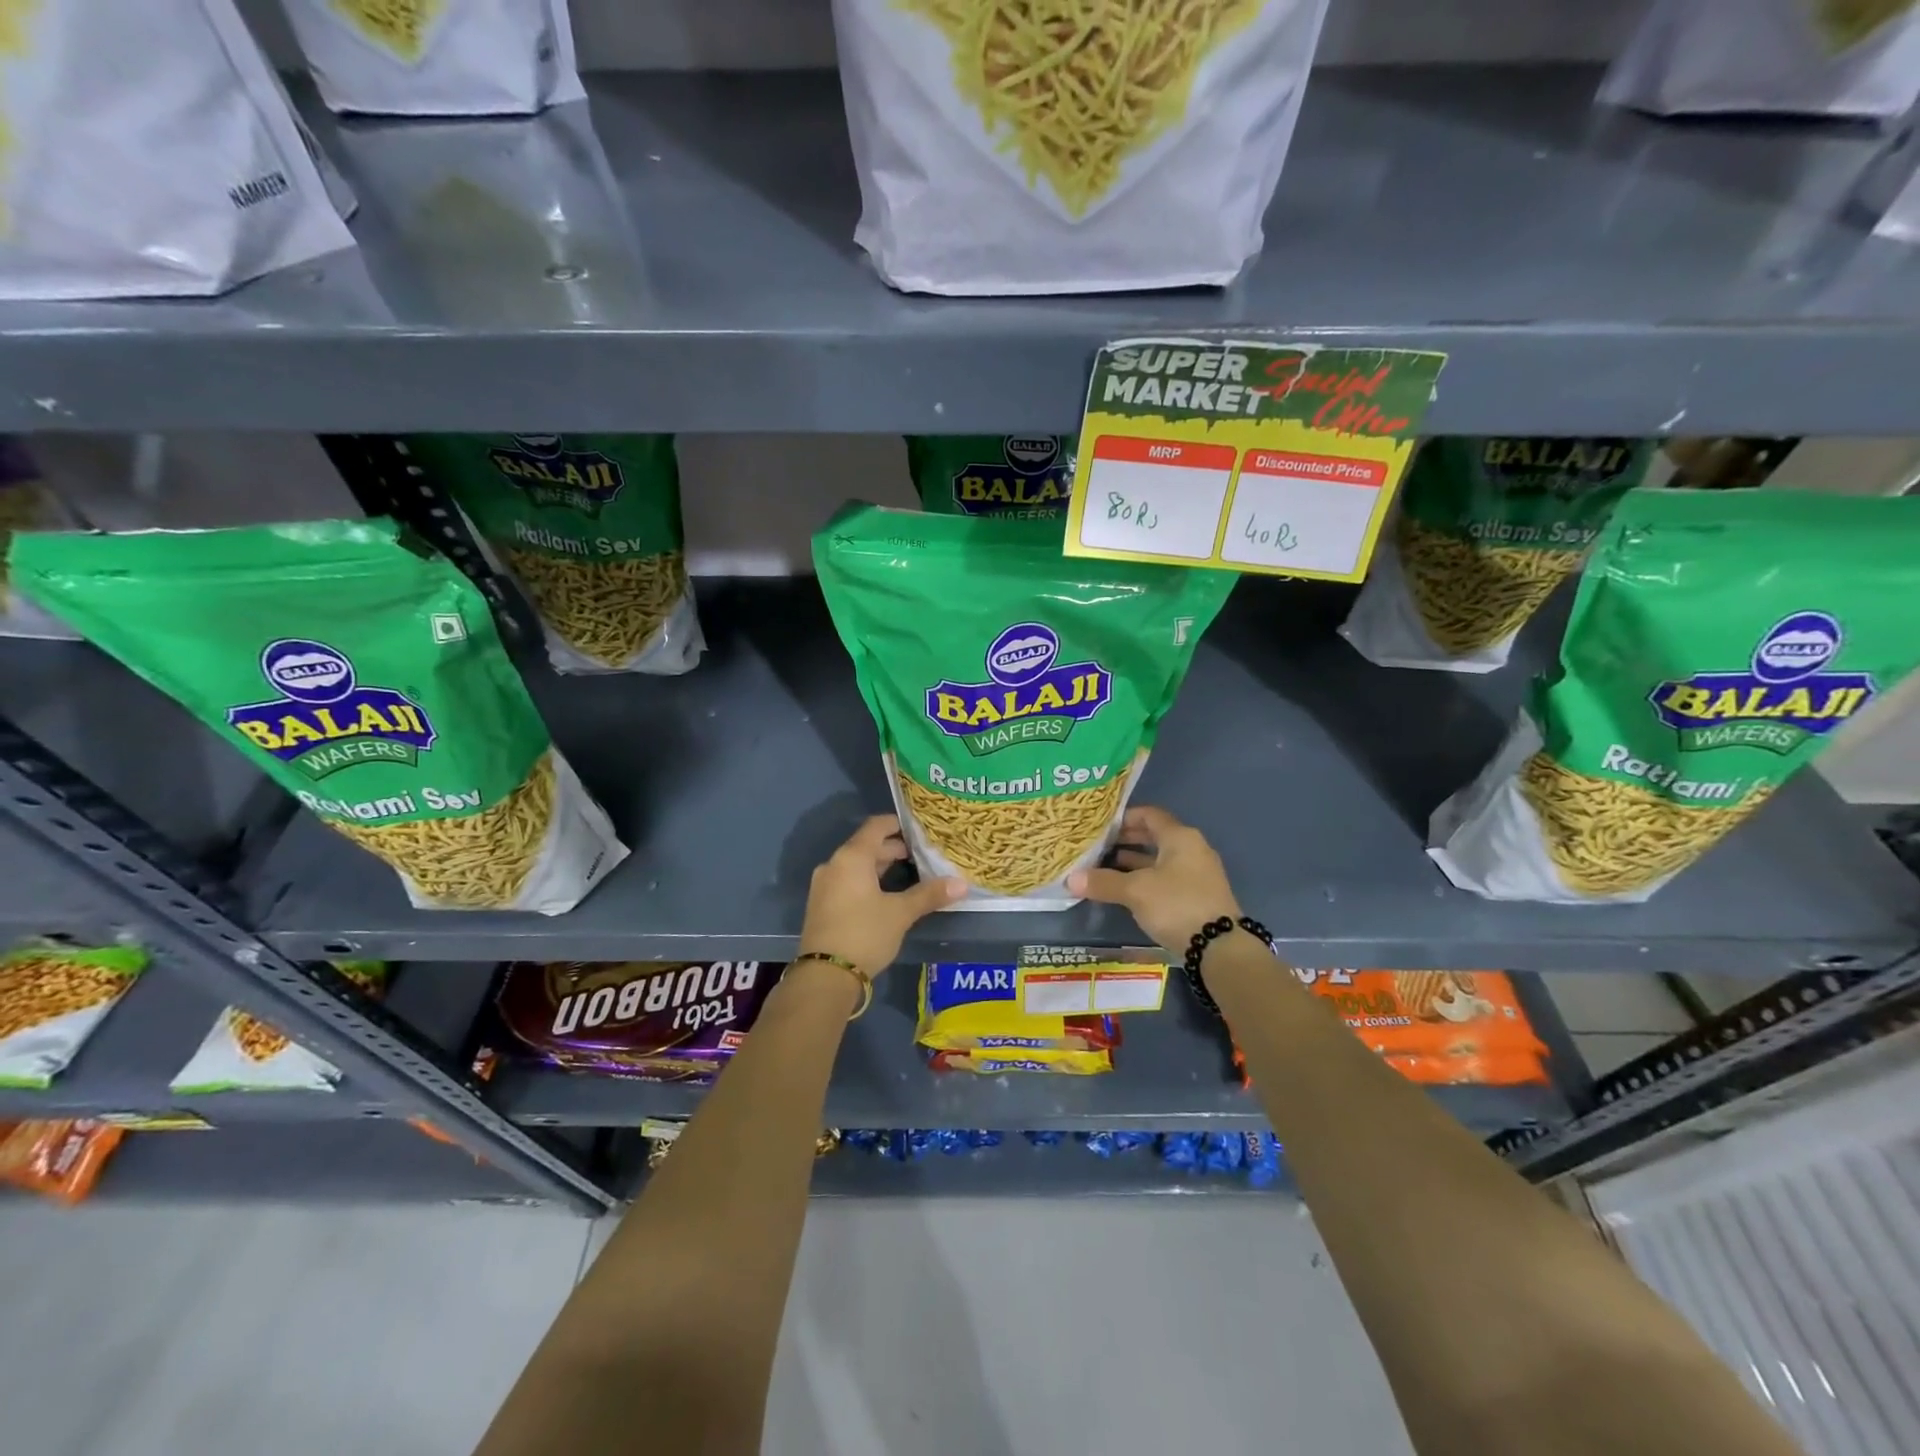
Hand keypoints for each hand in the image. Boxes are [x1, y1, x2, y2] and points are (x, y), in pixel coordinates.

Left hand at [797, 816, 965, 979]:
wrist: (825, 977)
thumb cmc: (865, 934)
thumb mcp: (901, 913)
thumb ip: (929, 895)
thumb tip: (962, 884)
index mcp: (851, 857)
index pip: (876, 826)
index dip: (897, 824)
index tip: (919, 829)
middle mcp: (834, 865)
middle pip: (866, 846)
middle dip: (893, 849)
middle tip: (921, 856)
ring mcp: (824, 885)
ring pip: (857, 866)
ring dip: (881, 867)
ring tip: (909, 874)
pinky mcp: (822, 905)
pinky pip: (848, 881)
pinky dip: (867, 881)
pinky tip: (886, 895)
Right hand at [1067, 805, 1239, 953]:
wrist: (1219, 948)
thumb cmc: (1176, 905)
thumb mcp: (1135, 891)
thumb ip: (1103, 882)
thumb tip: (1070, 879)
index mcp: (1180, 837)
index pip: (1149, 815)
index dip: (1124, 817)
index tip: (1100, 826)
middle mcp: (1191, 849)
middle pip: (1154, 836)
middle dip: (1125, 841)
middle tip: (1097, 846)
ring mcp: (1196, 873)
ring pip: (1159, 859)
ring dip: (1133, 862)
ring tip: (1103, 868)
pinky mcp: (1196, 896)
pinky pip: (1165, 878)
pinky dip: (1144, 879)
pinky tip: (1124, 890)